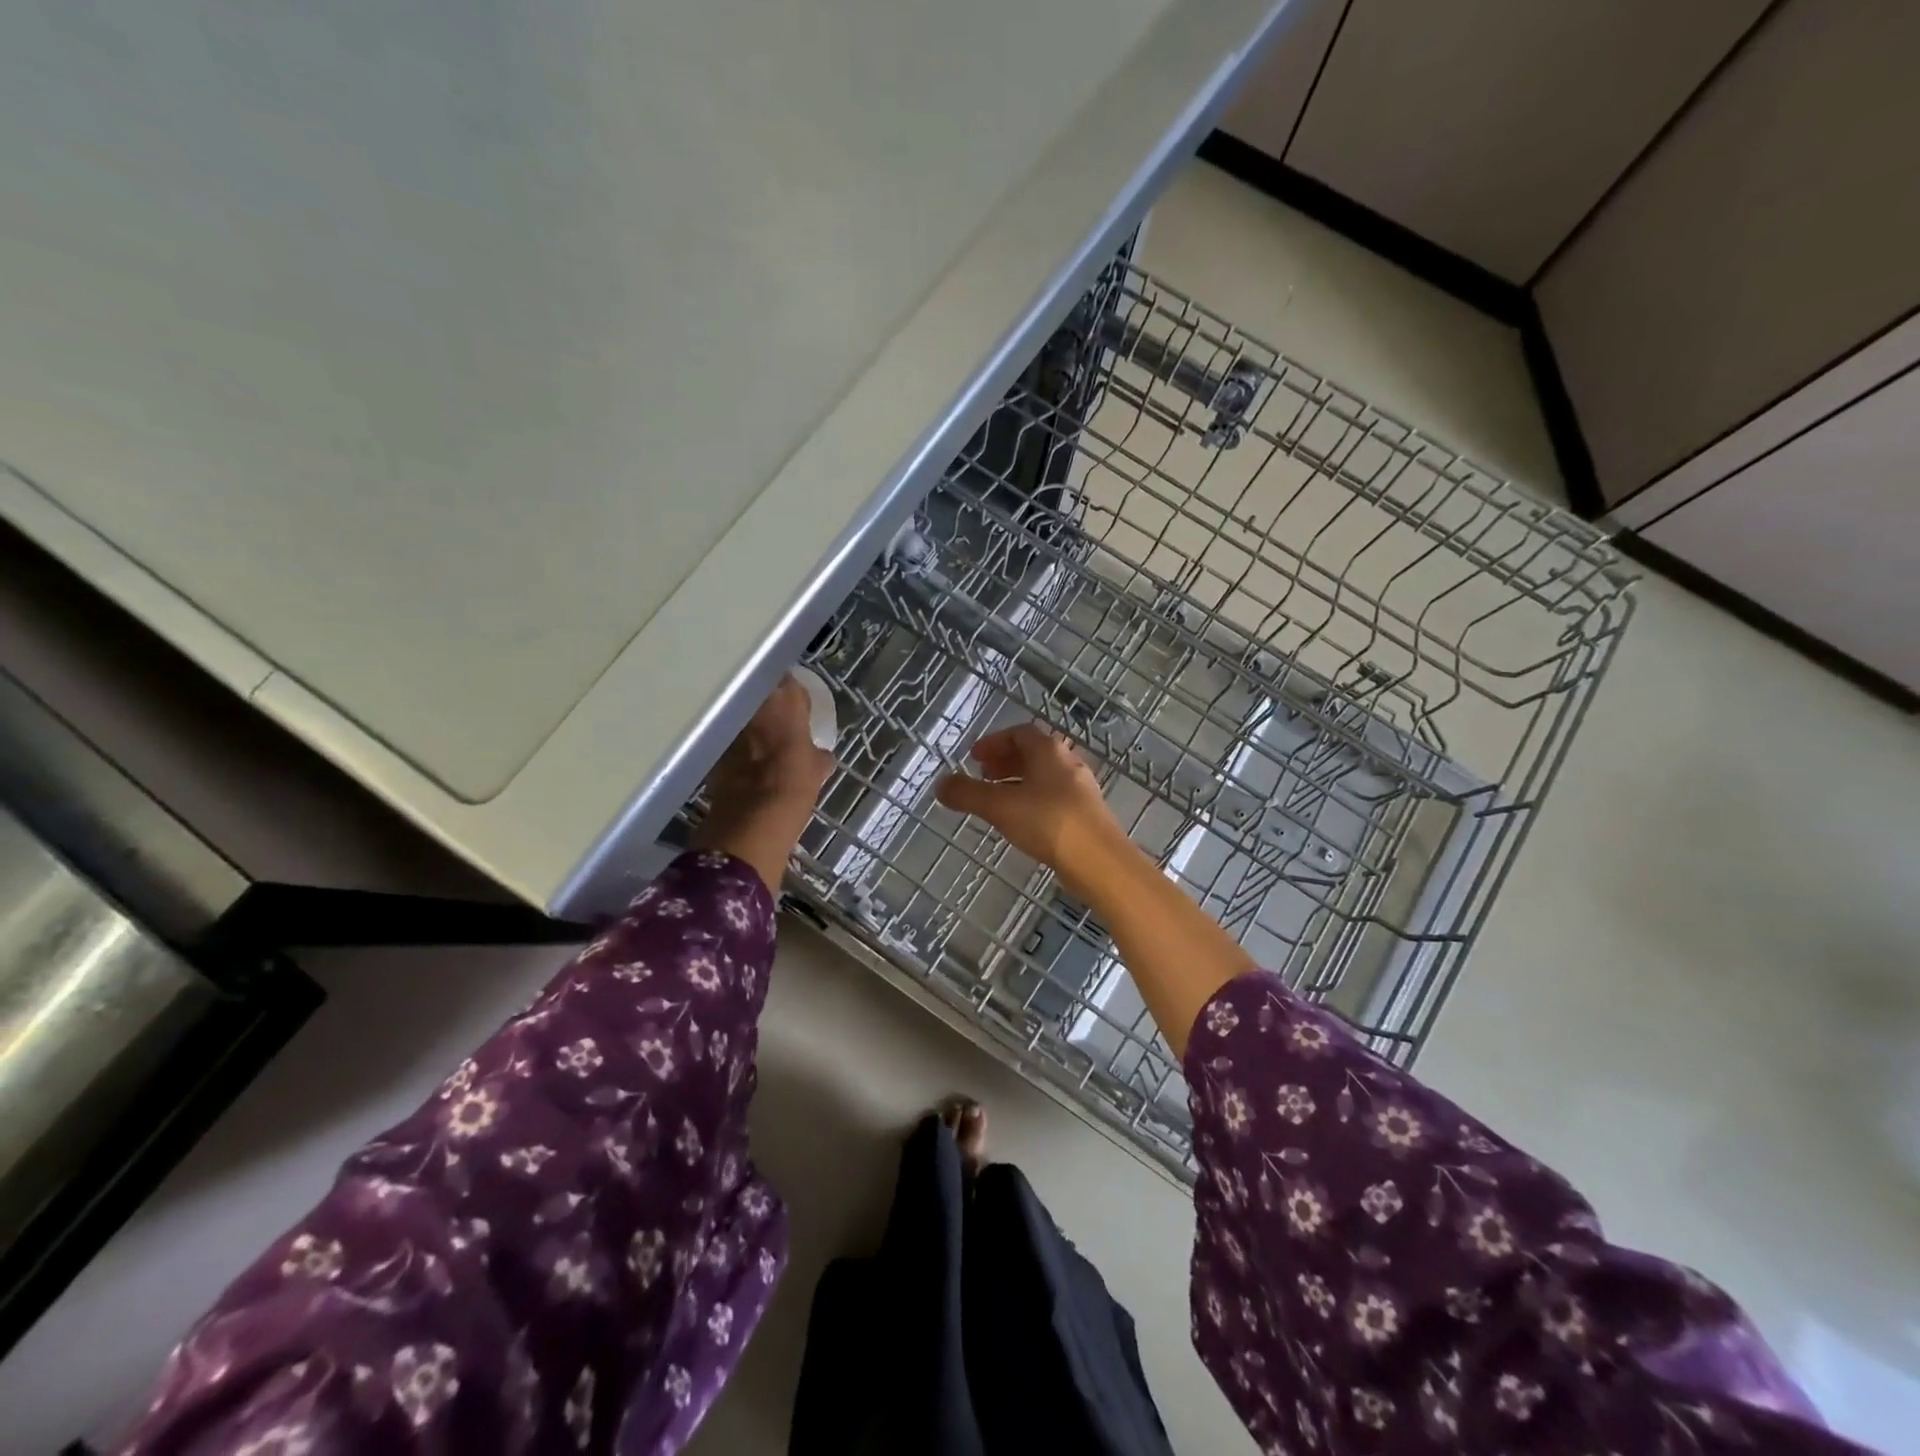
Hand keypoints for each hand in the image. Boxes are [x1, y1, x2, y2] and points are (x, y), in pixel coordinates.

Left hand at [692, 674, 834, 891]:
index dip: (793, 693)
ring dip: (751, 723)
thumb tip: (818, 754)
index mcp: (786, 701)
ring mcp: (730, 724)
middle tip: (780, 719)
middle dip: (769, 703)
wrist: (752, 820)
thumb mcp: (818, 769)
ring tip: (762, 739)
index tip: (798, 704)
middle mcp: (754, 703)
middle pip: (762, 693)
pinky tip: (745, 760)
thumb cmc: (795, 786)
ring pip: (742, 714)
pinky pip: (729, 738)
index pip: (791, 682)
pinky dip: (736, 745)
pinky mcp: (712, 746)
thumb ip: (818, 754)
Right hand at [934, 723, 1136, 900]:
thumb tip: (940, 784)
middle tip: (982, 776)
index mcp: (1049, 751)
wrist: (1099, 861)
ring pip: (1044, 776)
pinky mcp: (1085, 814)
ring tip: (997, 800)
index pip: (1019, 733)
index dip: (994, 742)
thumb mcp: (999, 806)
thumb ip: (968, 794)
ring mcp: (1080, 789)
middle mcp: (1068, 763)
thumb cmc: (1047, 822)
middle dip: (1005, 761)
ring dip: (1018, 782)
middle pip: (1033, 753)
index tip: (974, 757)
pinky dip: (1032, 800)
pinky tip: (1021, 822)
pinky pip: (1053, 797)